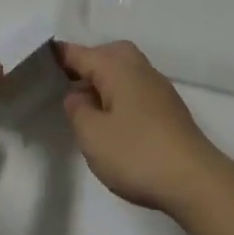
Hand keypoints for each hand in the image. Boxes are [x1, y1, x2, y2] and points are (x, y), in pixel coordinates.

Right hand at [56, 41, 224, 213]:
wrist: (195, 181)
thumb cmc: (136, 153)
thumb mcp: (92, 134)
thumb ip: (77, 109)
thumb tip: (78, 96)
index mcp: (118, 68)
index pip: (80, 53)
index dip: (58, 56)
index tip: (39, 59)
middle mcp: (140, 69)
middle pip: (108, 54)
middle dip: (87, 64)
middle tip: (65, 84)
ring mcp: (159, 89)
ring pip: (124, 72)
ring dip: (104, 82)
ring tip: (85, 107)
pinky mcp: (169, 110)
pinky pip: (136, 90)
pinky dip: (119, 97)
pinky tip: (112, 122)